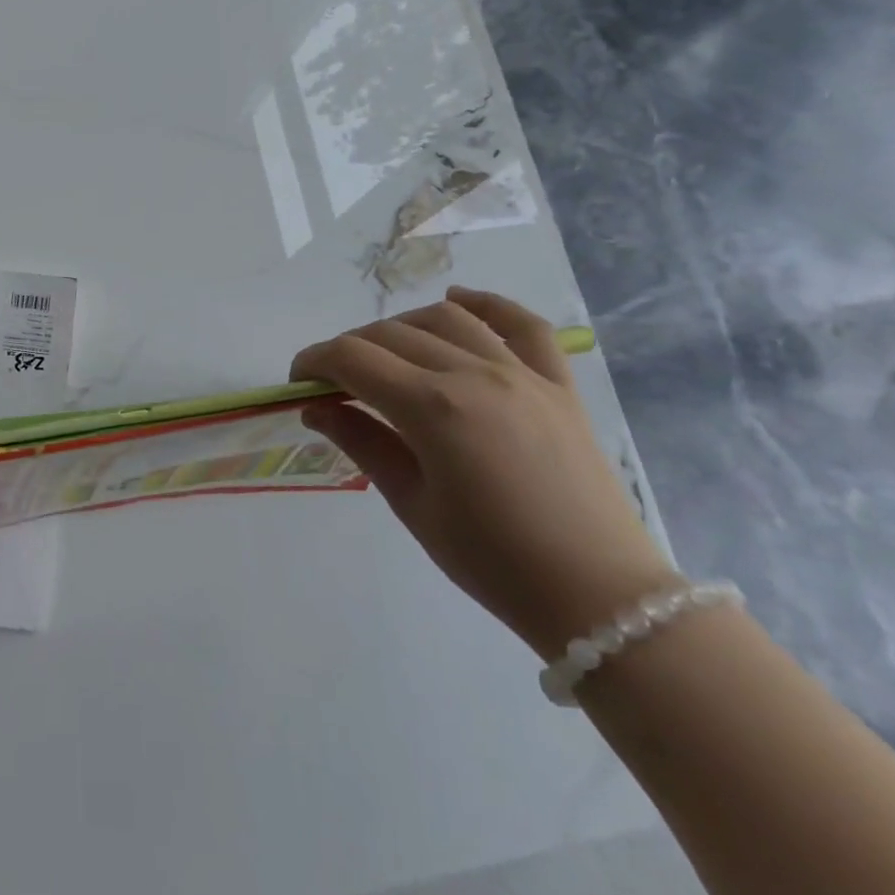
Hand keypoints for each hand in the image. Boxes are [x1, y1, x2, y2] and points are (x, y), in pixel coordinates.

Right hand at [291, 287, 675, 658]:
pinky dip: (487, 304)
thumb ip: (361, 442)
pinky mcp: (559, 385)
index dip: (313, 362)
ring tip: (382, 354)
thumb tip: (316, 408)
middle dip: (348, 349)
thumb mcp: (411, 503)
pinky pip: (524, 326)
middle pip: (391, 333)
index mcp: (433, 408)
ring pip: (446, 319)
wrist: (598, 595)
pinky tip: (457, 299)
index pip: (352, 358)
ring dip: (401, 325)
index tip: (296, 382)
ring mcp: (523, 374)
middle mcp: (476, 375)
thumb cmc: (491, 559)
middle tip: (331, 382)